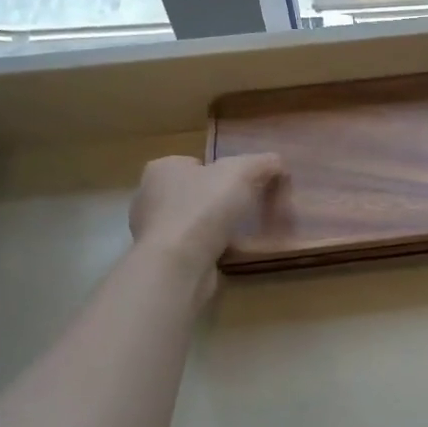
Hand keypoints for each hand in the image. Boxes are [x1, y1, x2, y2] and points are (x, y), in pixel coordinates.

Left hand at [130, 153, 283, 278]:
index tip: (245, 186)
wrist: (179, 263)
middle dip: (218, 200)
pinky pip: (191, 247)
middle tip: (247, 209)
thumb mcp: (242, 172)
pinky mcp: (162, 258)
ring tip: (241, 233)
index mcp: (163, 168)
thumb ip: (263, 162)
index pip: (196, 163)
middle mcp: (150, 196)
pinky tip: (228, 253)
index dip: (222, 172)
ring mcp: (153, 230)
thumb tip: (277, 163)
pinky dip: (209, 249)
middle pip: (195, 192)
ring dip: (213, 226)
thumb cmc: (205, 207)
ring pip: (193, 221)